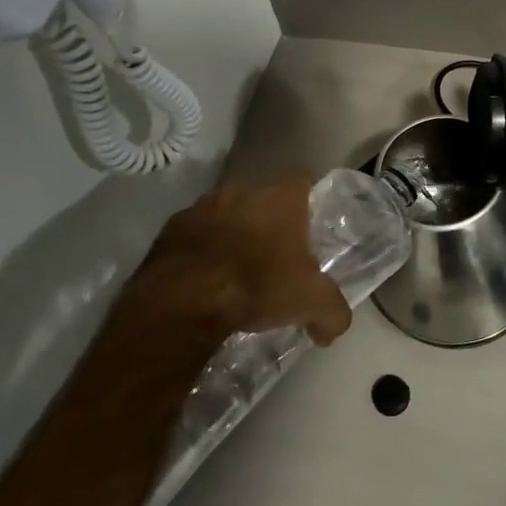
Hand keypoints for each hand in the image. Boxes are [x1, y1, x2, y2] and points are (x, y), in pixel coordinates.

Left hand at [130, 174, 352, 344]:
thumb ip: (333, 311)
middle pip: (262, 195)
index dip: (307, 201)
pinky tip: (204, 277)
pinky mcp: (170, 227)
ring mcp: (202, 204)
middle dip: (268, 218)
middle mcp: (242, 188)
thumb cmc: (258, 286)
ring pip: (226, 211)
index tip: (308, 228)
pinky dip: (201, 248)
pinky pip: (195, 232)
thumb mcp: (310, 303)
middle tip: (274, 252)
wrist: (183, 301)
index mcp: (281, 195)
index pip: (302, 179)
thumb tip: (335, 326)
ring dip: (232, 231)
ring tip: (236, 268)